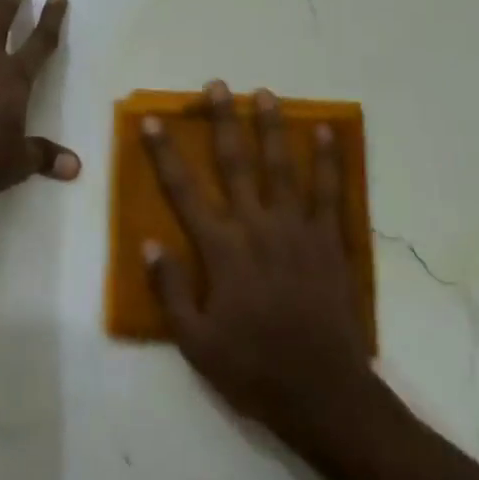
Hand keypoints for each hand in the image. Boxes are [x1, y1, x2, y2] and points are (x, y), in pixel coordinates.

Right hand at [141, 82, 378, 452]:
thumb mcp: (195, 341)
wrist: (323, 393)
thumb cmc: (252, 367)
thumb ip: (170, 289)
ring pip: (281, 167)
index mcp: (221, 249)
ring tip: (265, 94)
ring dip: (271, 128)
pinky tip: (326, 133)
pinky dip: (328, 160)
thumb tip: (148, 243)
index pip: (184, 190)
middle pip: (235, 163)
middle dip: (223, 121)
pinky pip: (329, 192)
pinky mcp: (329, 241)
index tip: (152, 121)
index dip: (164, 153)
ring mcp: (297, 230)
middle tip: (217, 86)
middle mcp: (257, 227)